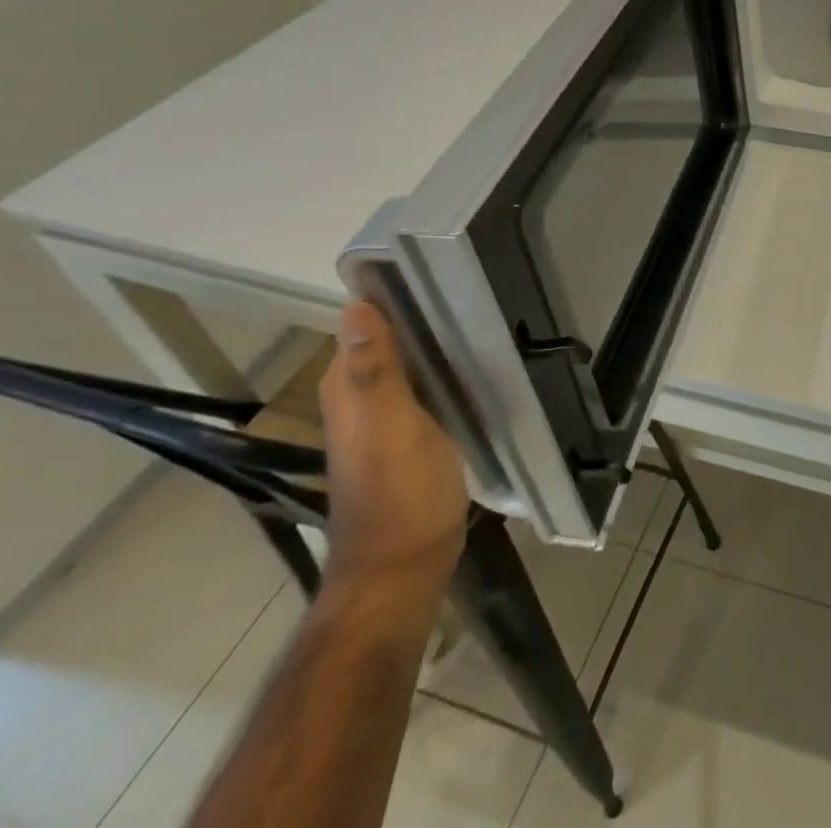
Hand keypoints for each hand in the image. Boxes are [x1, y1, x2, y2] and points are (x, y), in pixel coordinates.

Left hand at [319, 301, 467, 591]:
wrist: (404, 567)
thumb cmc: (401, 494)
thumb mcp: (393, 428)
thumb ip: (375, 370)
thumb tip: (356, 306)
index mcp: (349, 388)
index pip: (364, 319)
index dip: (394, 289)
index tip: (438, 263)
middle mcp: (359, 397)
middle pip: (388, 336)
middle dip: (422, 309)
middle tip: (473, 282)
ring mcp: (383, 417)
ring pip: (408, 359)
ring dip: (435, 337)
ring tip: (482, 309)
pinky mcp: (408, 433)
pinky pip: (424, 382)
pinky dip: (444, 366)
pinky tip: (475, 358)